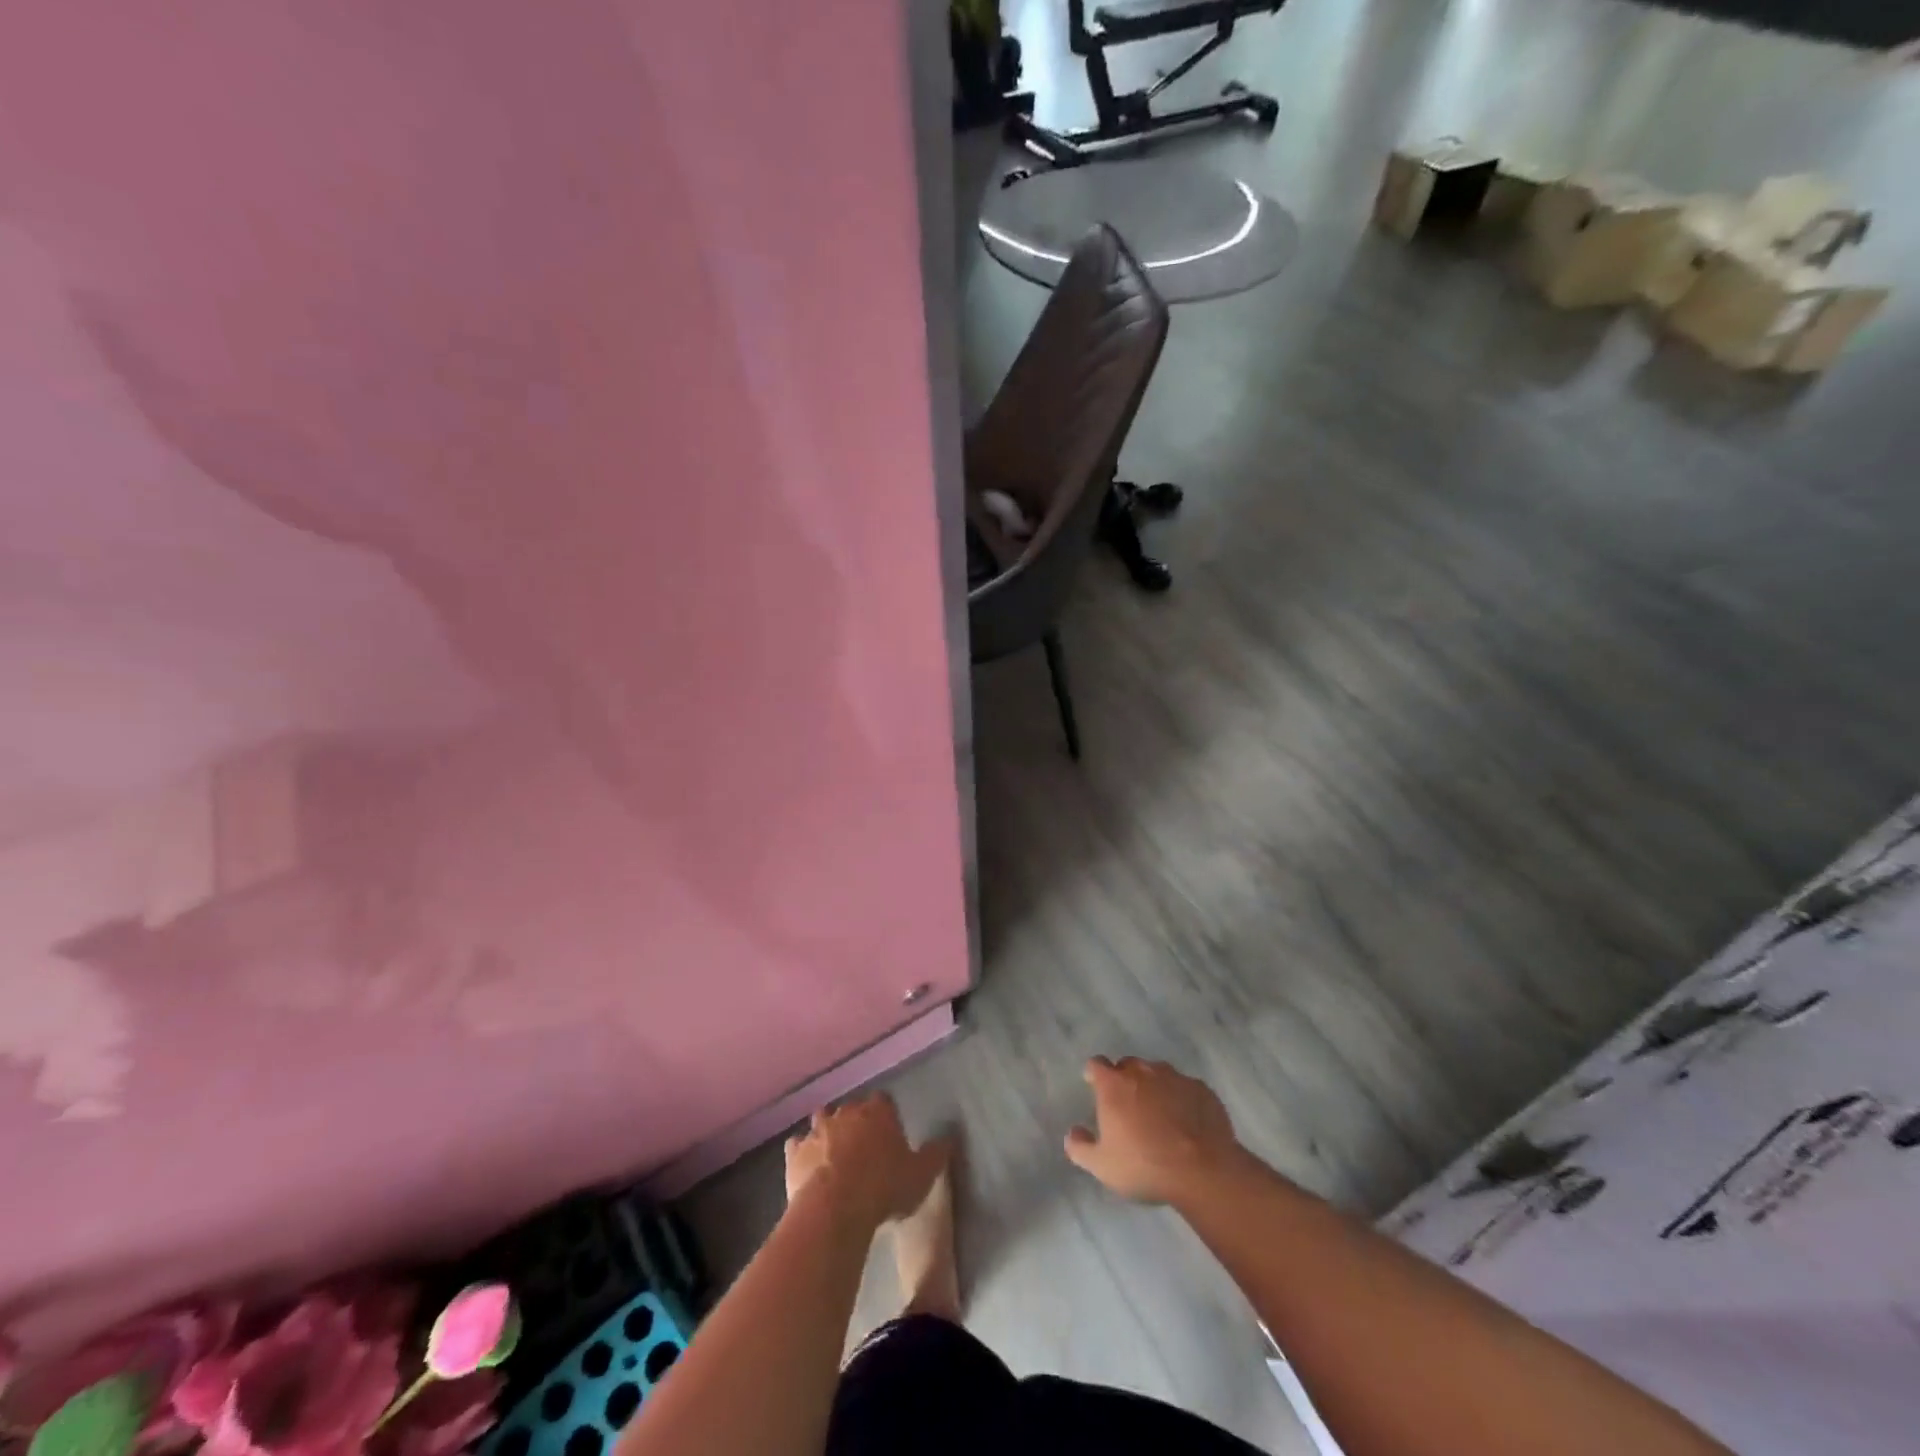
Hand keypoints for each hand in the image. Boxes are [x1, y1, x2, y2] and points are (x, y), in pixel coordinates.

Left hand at [785, 1093, 944, 1230]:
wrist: (835, 1209)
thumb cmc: (884, 1187)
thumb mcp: (922, 1175)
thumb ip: (936, 1154)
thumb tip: (948, 1139)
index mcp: (878, 1112)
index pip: (884, 1101)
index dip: (886, 1116)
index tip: (890, 1133)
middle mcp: (846, 1113)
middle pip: (852, 1109)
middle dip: (856, 1122)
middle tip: (864, 1146)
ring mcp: (817, 1130)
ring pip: (821, 1120)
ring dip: (827, 1131)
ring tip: (834, 1153)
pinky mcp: (795, 1153)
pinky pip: (797, 1145)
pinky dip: (801, 1152)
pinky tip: (806, 1165)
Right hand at [1065, 1057, 1247, 1204]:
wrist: (1203, 1171)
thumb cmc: (1144, 1166)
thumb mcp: (1102, 1166)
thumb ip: (1080, 1147)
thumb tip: (1072, 1133)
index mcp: (1114, 1084)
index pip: (1096, 1064)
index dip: (1094, 1074)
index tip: (1094, 1086)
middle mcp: (1142, 1071)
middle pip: (1128, 1065)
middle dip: (1125, 1080)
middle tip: (1128, 1107)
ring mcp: (1174, 1077)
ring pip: (1158, 1073)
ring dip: (1154, 1087)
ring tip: (1159, 1115)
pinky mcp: (1201, 1088)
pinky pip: (1185, 1088)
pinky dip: (1181, 1098)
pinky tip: (1186, 1122)